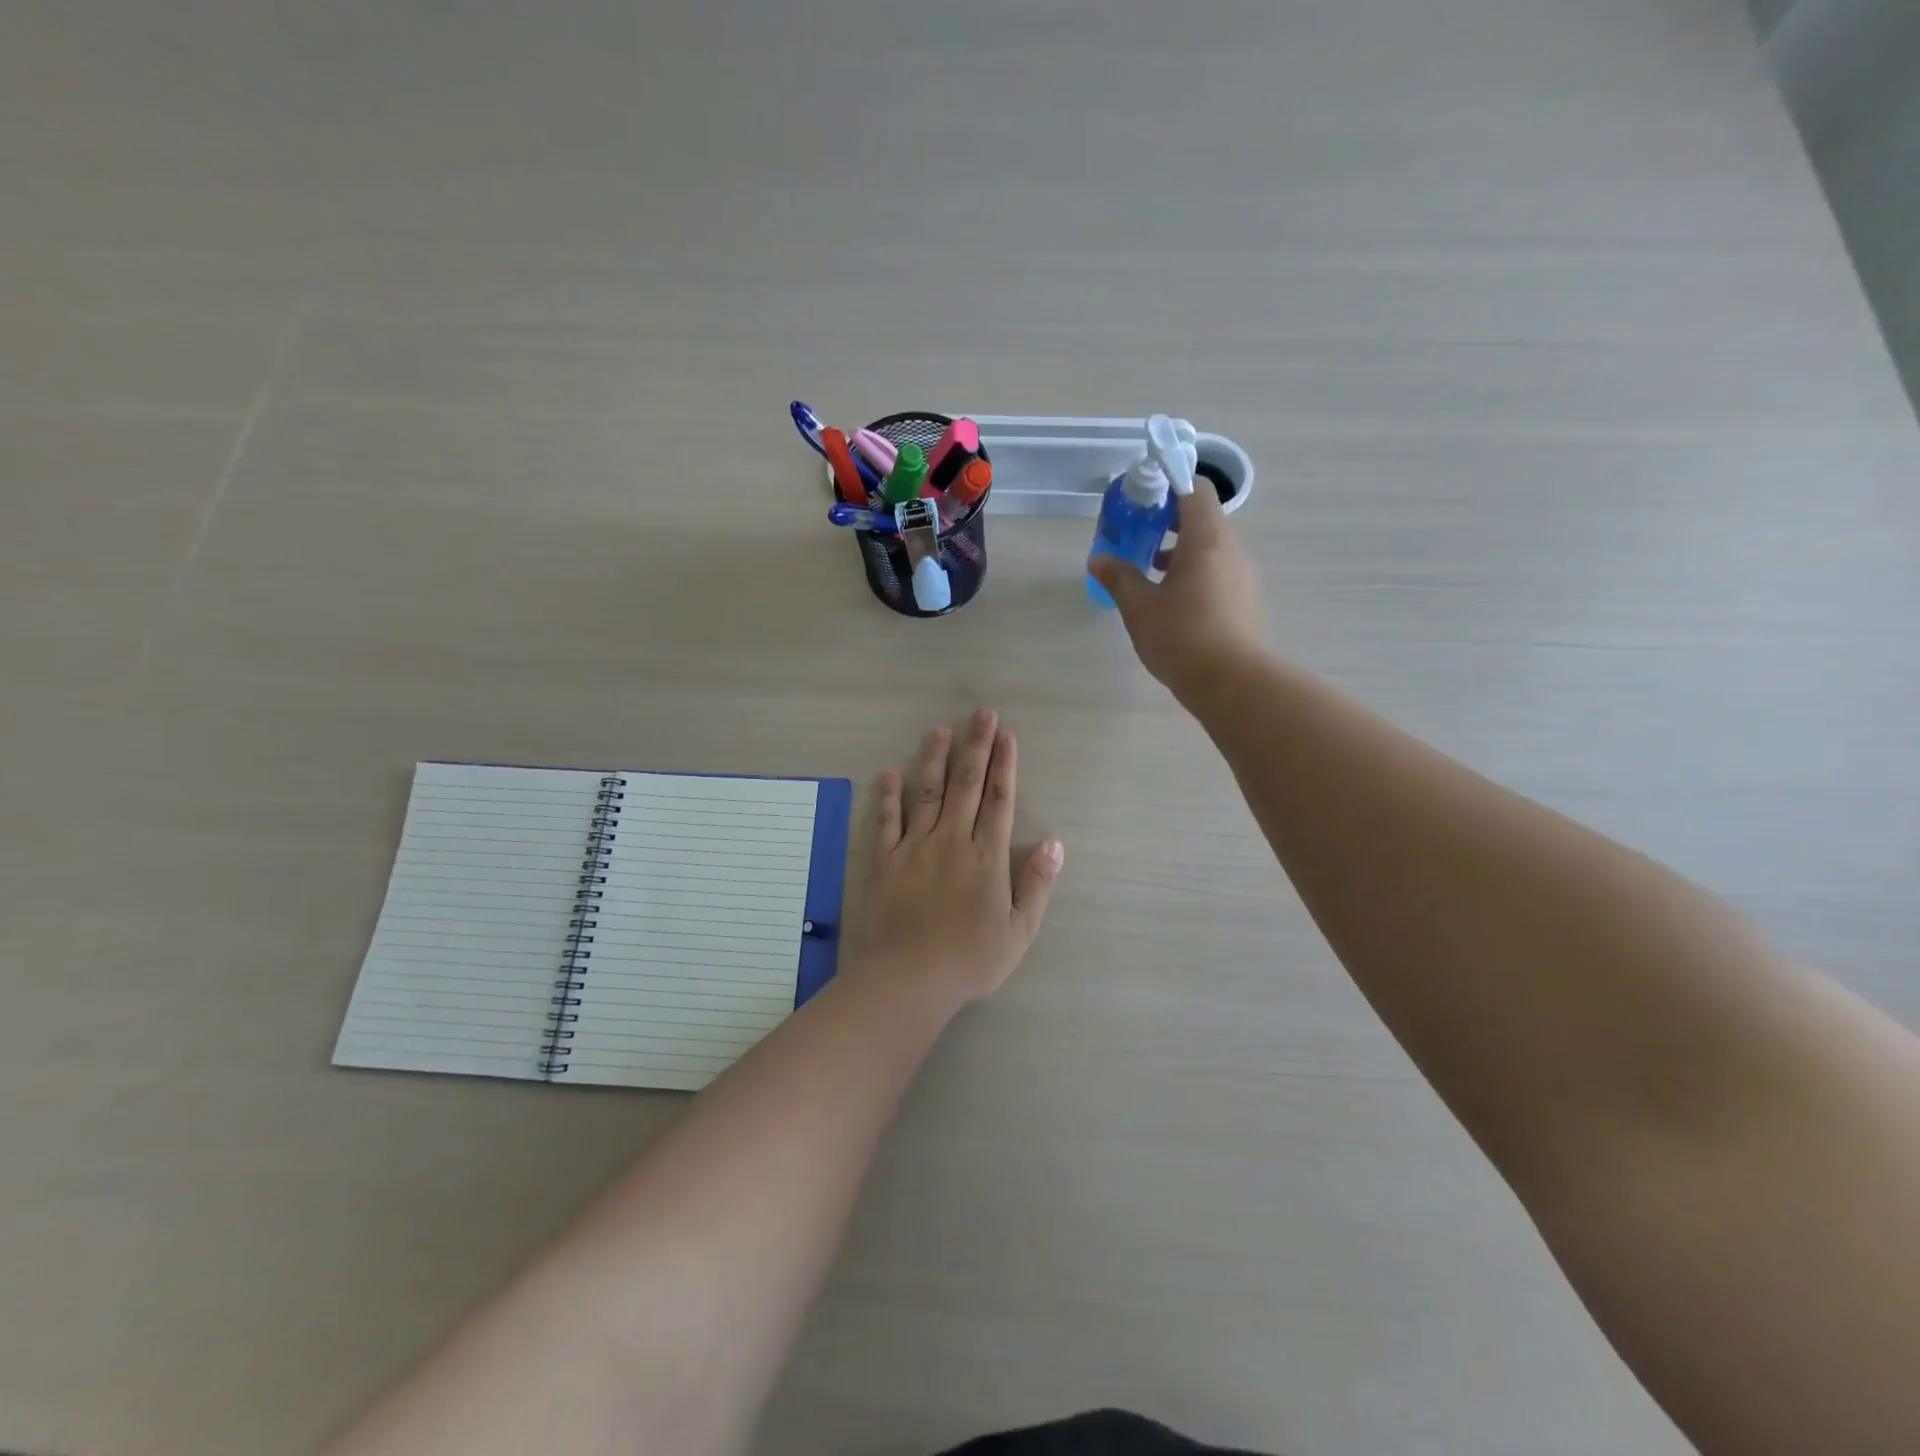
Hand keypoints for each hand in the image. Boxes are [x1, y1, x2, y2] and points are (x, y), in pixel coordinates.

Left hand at [856, 710, 1063, 1010]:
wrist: (908, 979)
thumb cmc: (970, 959)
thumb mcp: (1019, 931)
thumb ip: (1037, 884)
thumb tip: (1055, 843)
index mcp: (986, 856)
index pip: (999, 799)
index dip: (1004, 764)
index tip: (1006, 735)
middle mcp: (951, 840)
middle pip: (966, 784)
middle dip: (975, 746)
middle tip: (981, 713)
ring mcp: (914, 847)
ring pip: (926, 791)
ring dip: (934, 758)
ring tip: (939, 729)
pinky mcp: (885, 860)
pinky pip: (886, 820)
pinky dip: (888, 795)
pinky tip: (889, 772)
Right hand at [1088, 482, 1265, 697]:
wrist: (1232, 683)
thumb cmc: (1181, 636)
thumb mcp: (1139, 607)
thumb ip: (1119, 577)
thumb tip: (1099, 559)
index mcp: (1207, 540)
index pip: (1195, 490)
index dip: (1168, 487)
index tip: (1142, 502)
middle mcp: (1232, 551)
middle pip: (1203, 520)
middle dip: (1169, 524)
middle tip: (1138, 539)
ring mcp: (1243, 578)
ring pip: (1211, 550)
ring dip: (1181, 553)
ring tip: (1149, 574)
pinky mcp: (1246, 604)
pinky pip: (1218, 575)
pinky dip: (1195, 576)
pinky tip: (1172, 604)